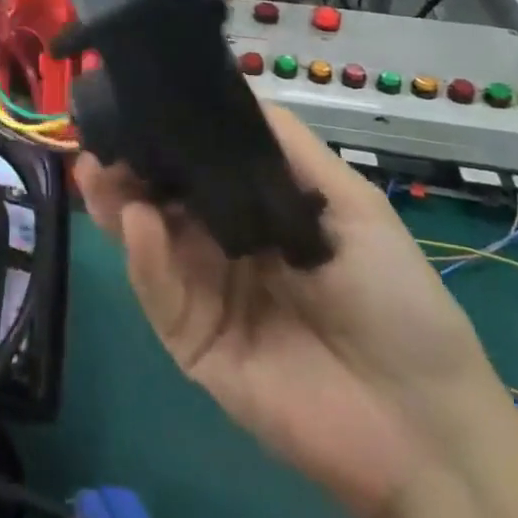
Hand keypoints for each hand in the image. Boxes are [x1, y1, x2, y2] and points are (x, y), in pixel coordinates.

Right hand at [75, 106, 503, 517]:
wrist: (422, 424)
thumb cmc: (395, 300)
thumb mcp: (352, 206)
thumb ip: (289, 150)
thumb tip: (230, 92)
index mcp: (256, 215)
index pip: (198, 169)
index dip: (168, 139)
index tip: (135, 105)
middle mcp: (221, 248)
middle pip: (163, 201)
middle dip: (129, 167)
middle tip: (98, 137)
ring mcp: (203, 296)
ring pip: (148, 241)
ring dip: (118, 203)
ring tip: (95, 169)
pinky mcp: (191, 342)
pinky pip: (160, 293)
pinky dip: (144, 257)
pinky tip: (137, 220)